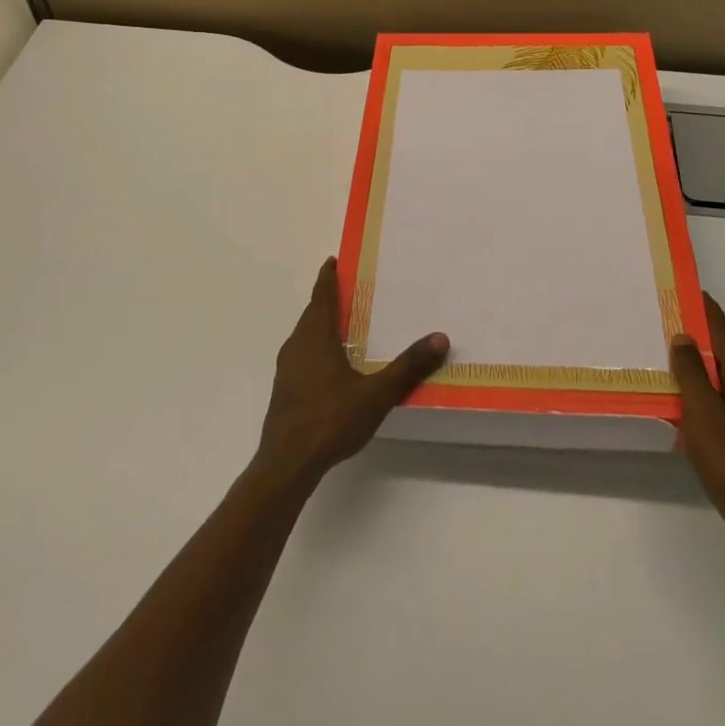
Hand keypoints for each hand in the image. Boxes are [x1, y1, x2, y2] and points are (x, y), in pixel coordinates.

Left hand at [255, 258, 447, 489]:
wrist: (286, 464)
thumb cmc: (330, 419)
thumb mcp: (376, 393)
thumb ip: (408, 366)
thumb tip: (440, 338)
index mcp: (316, 336)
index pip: (321, 296)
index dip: (327, 277)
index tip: (332, 261)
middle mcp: (297, 345)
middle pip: (312, 314)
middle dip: (327, 300)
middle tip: (349, 291)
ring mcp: (287, 369)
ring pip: (304, 336)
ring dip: (320, 326)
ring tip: (343, 327)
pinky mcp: (284, 391)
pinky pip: (301, 356)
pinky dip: (316, 349)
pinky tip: (331, 367)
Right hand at [670, 293, 724, 567]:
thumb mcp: (704, 416)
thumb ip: (692, 375)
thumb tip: (684, 338)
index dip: (707, 312)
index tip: (690, 291)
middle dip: (703, 341)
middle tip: (672, 327)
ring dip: (706, 372)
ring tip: (677, 368)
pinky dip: (712, 399)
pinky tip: (695, 414)